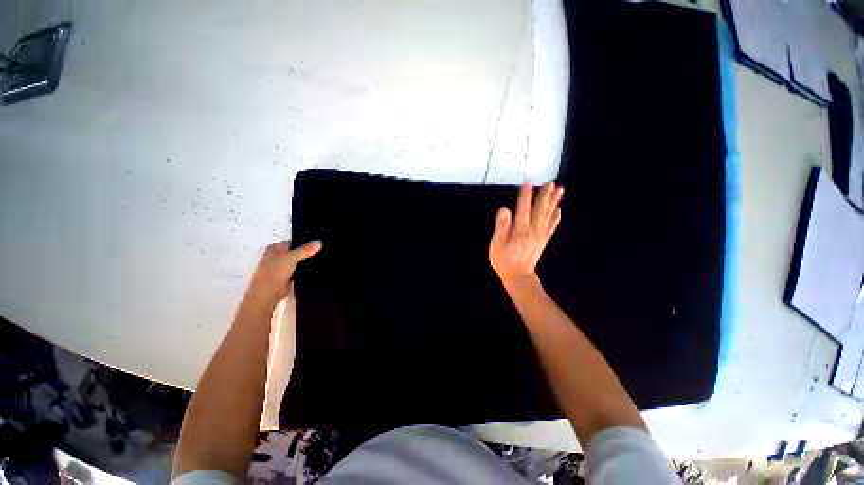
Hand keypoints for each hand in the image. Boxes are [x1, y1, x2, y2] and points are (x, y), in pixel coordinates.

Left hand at [243, 240, 321, 306]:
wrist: (267, 295)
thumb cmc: (274, 273)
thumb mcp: (291, 258)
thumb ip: (305, 250)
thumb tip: (320, 242)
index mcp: (275, 248)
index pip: (294, 241)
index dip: (306, 241)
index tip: (320, 242)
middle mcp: (277, 255)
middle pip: (296, 250)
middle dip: (308, 251)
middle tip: (324, 249)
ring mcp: (282, 266)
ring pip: (298, 260)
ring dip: (307, 260)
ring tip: (323, 257)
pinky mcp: (287, 276)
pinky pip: (299, 269)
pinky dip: (305, 269)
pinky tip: (317, 268)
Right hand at [489, 182, 562, 288]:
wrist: (518, 277)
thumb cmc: (503, 260)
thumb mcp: (497, 244)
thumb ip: (501, 226)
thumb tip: (504, 209)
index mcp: (520, 229)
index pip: (523, 208)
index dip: (526, 195)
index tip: (529, 182)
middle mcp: (533, 230)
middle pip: (540, 209)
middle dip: (545, 195)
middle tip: (551, 182)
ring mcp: (540, 235)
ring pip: (548, 215)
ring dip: (554, 202)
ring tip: (559, 190)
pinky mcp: (543, 241)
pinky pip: (552, 227)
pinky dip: (556, 218)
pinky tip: (559, 210)